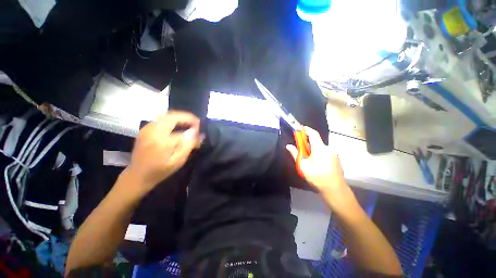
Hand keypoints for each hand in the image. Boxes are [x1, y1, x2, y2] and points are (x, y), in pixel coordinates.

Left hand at [126, 111, 203, 195]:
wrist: (137, 176)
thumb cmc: (160, 171)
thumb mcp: (177, 161)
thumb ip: (188, 145)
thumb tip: (196, 132)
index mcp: (161, 140)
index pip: (183, 131)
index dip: (194, 131)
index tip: (201, 135)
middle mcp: (153, 130)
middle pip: (173, 116)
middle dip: (187, 118)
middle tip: (197, 123)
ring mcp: (147, 128)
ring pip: (167, 116)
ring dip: (180, 118)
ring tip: (190, 124)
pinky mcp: (145, 129)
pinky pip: (161, 119)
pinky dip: (172, 120)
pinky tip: (178, 126)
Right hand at [286, 127, 349, 207]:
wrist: (335, 190)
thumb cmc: (317, 177)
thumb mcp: (303, 166)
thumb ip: (295, 154)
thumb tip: (288, 146)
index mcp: (320, 148)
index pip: (313, 133)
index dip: (306, 130)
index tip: (299, 129)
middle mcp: (328, 148)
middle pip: (316, 141)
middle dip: (308, 143)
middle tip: (301, 150)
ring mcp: (334, 154)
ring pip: (321, 148)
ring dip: (313, 150)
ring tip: (308, 160)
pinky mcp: (336, 159)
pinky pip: (325, 153)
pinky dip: (319, 154)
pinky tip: (317, 164)